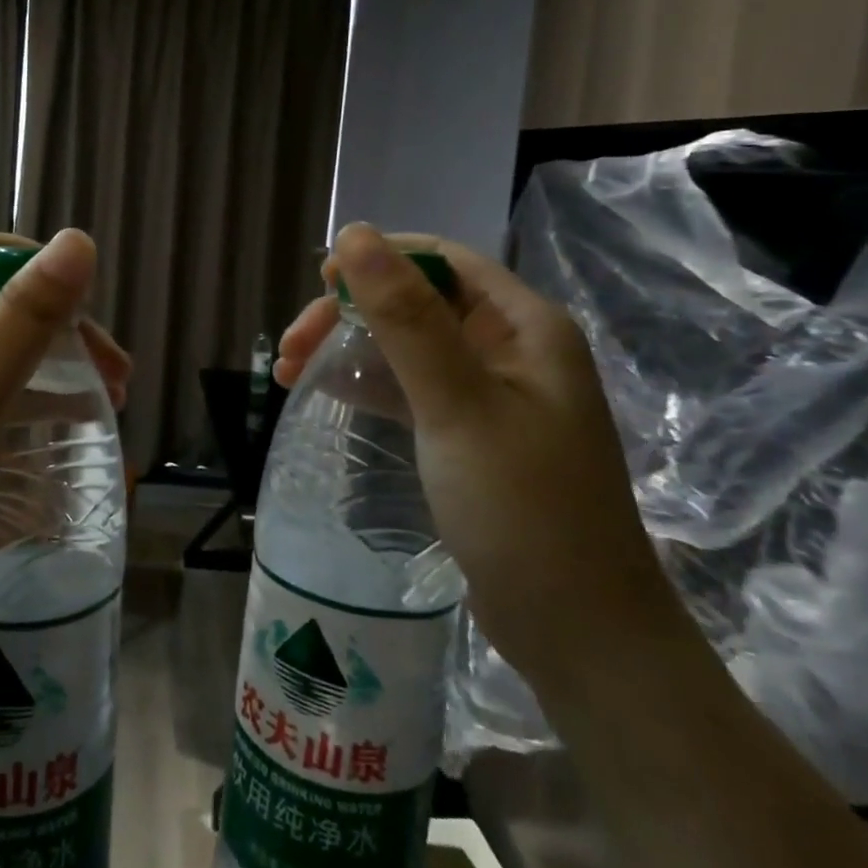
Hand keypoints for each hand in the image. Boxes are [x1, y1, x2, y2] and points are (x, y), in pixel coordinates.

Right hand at [279, 224, 683, 694]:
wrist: (578, 633)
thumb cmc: (523, 508)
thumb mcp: (457, 404)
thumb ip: (406, 317)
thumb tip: (354, 234)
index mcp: (524, 326)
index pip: (442, 261)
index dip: (380, 259)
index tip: (319, 283)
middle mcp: (510, 349)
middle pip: (417, 303)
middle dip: (351, 314)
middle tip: (292, 348)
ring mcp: (489, 395)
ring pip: (407, 347)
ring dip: (349, 349)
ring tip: (290, 371)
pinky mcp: (468, 435)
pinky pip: (409, 389)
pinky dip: (367, 385)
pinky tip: (325, 392)